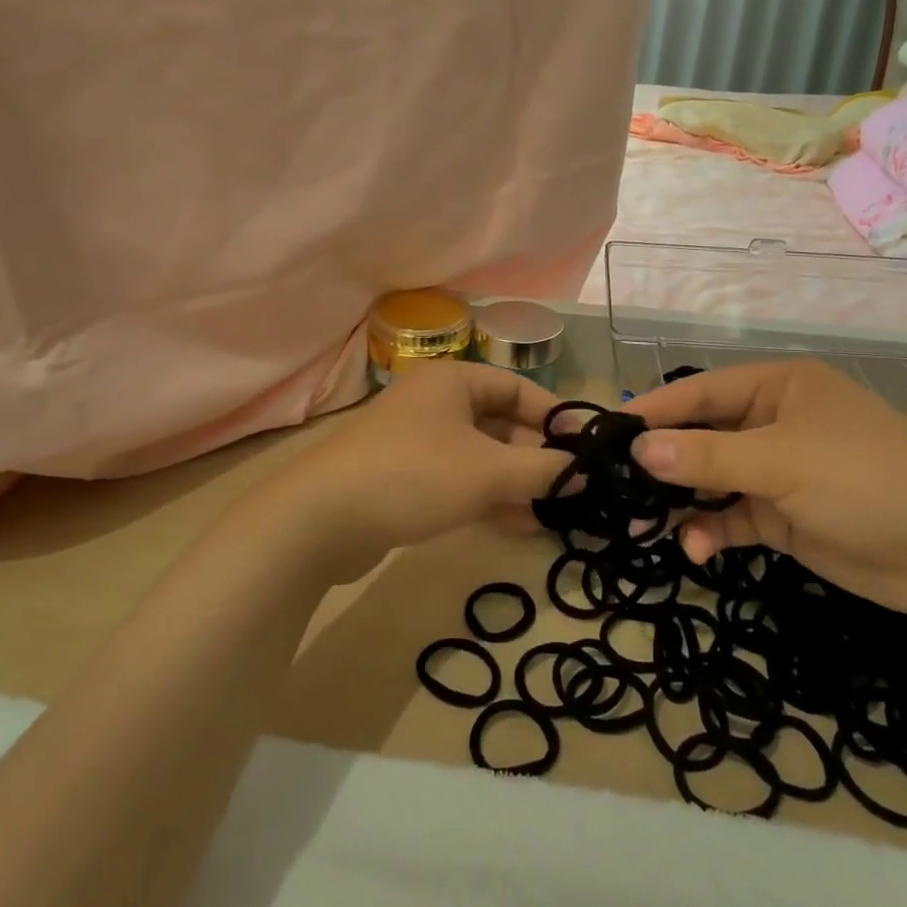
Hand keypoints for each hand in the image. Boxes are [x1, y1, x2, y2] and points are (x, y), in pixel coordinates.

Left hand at [244, 360, 568, 584]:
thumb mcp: (488, 471)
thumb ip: (542, 470)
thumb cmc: (414, 475)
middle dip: (536, 458)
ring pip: (481, 457)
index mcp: (454, 381)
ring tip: (553, 514)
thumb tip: (585, 473)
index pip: (518, 388)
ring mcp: (418, 442)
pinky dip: (489, 498)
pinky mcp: (404, 478)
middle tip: (571, 490)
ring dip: (516, 483)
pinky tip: (519, 525)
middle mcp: (436, 403)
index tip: (585, 449)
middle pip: (501, 424)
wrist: (321, 520)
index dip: (555, 417)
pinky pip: (459, 481)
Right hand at [628, 360, 906, 618]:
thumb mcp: (783, 461)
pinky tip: (696, 549)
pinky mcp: (784, 517)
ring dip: (681, 502)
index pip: (700, 391)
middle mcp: (773, 423)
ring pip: (711, 480)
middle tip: (614, 489)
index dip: (654, 410)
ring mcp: (778, 472)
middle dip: (662, 463)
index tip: (605, 433)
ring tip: (642, 528)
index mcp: (777, 388)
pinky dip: (711, 530)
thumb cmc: (867, 480)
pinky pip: (732, 517)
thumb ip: (709, 455)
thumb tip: (639, 449)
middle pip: (701, 437)